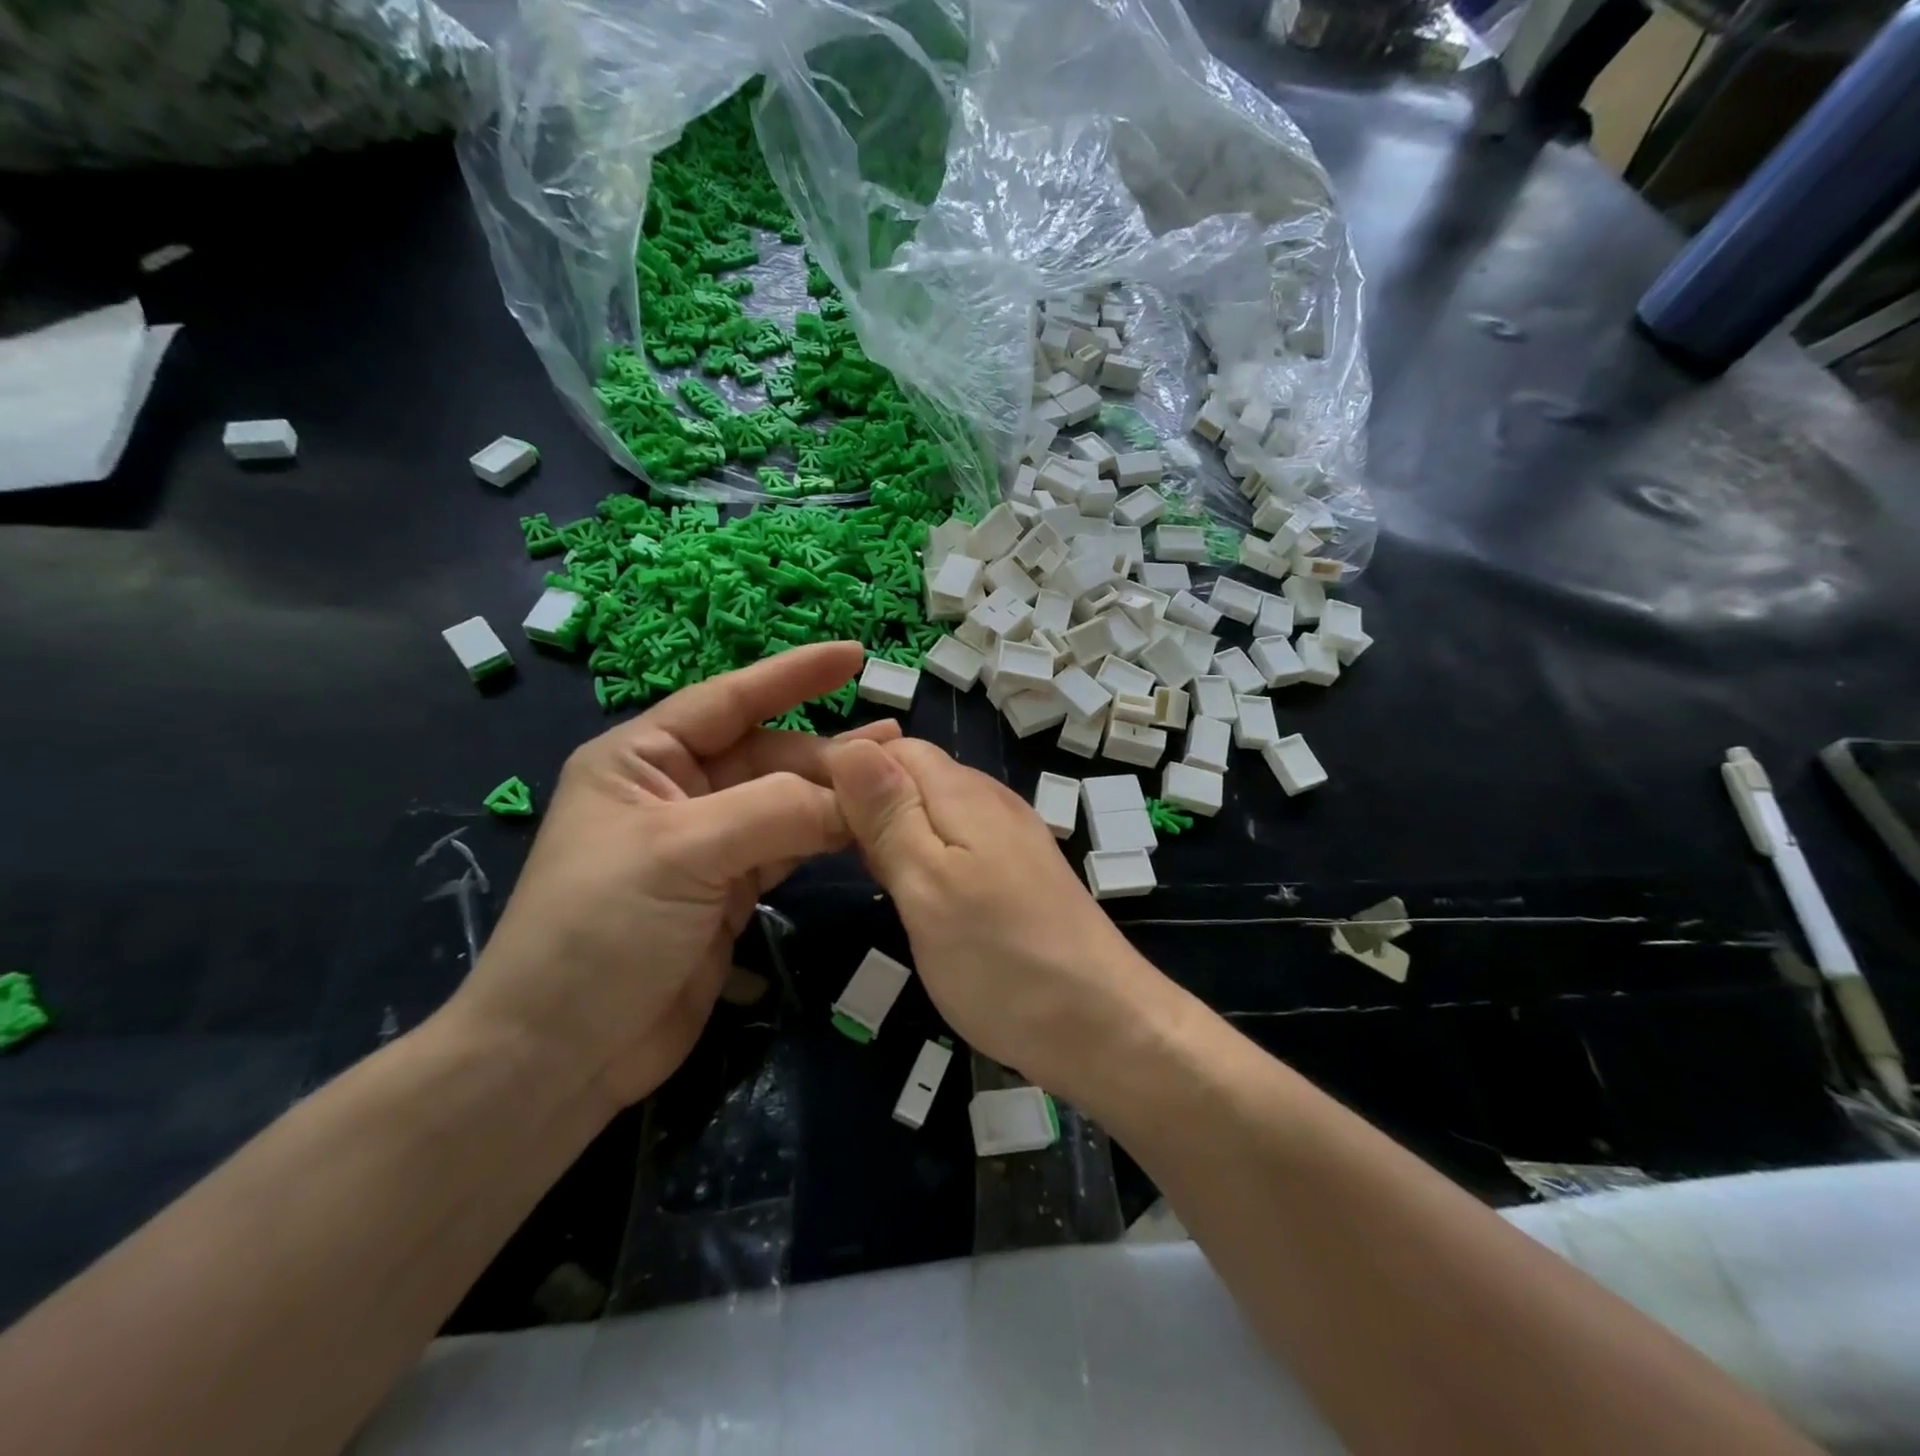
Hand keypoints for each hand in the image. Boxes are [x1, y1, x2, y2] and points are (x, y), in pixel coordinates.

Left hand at [453, 642, 900, 1109]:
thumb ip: (776, 811)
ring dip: (833, 797)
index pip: (729, 700)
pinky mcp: (727, 893)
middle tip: (897, 752)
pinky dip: (823, 841)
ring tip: (893, 786)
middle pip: (767, 756)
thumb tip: (857, 795)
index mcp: (642, 758)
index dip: (793, 675)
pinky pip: (787, 850)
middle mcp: (676, 791)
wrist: (561, 1055)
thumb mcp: (683, 850)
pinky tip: (863, 832)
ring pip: (783, 804)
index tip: (854, 655)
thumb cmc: (600, 930)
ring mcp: (704, 844)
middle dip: (827, 754)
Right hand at [828, 737, 1171, 1097]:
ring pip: (936, 811)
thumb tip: (850, 745)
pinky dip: (926, 857)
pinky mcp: (1021, 875)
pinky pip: (960, 844)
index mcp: (965, 793)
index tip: (803, 811)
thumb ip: (889, 815)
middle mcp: (992, 802)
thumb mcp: (927, 885)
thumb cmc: (1001, 959)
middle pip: (916, 776)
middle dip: (868, 801)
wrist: (1103, 1025)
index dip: (847, 768)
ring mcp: (1012, 838)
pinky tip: (915, 894)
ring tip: (864, 874)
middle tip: (828, 851)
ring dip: (895, 831)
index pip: (894, 748)